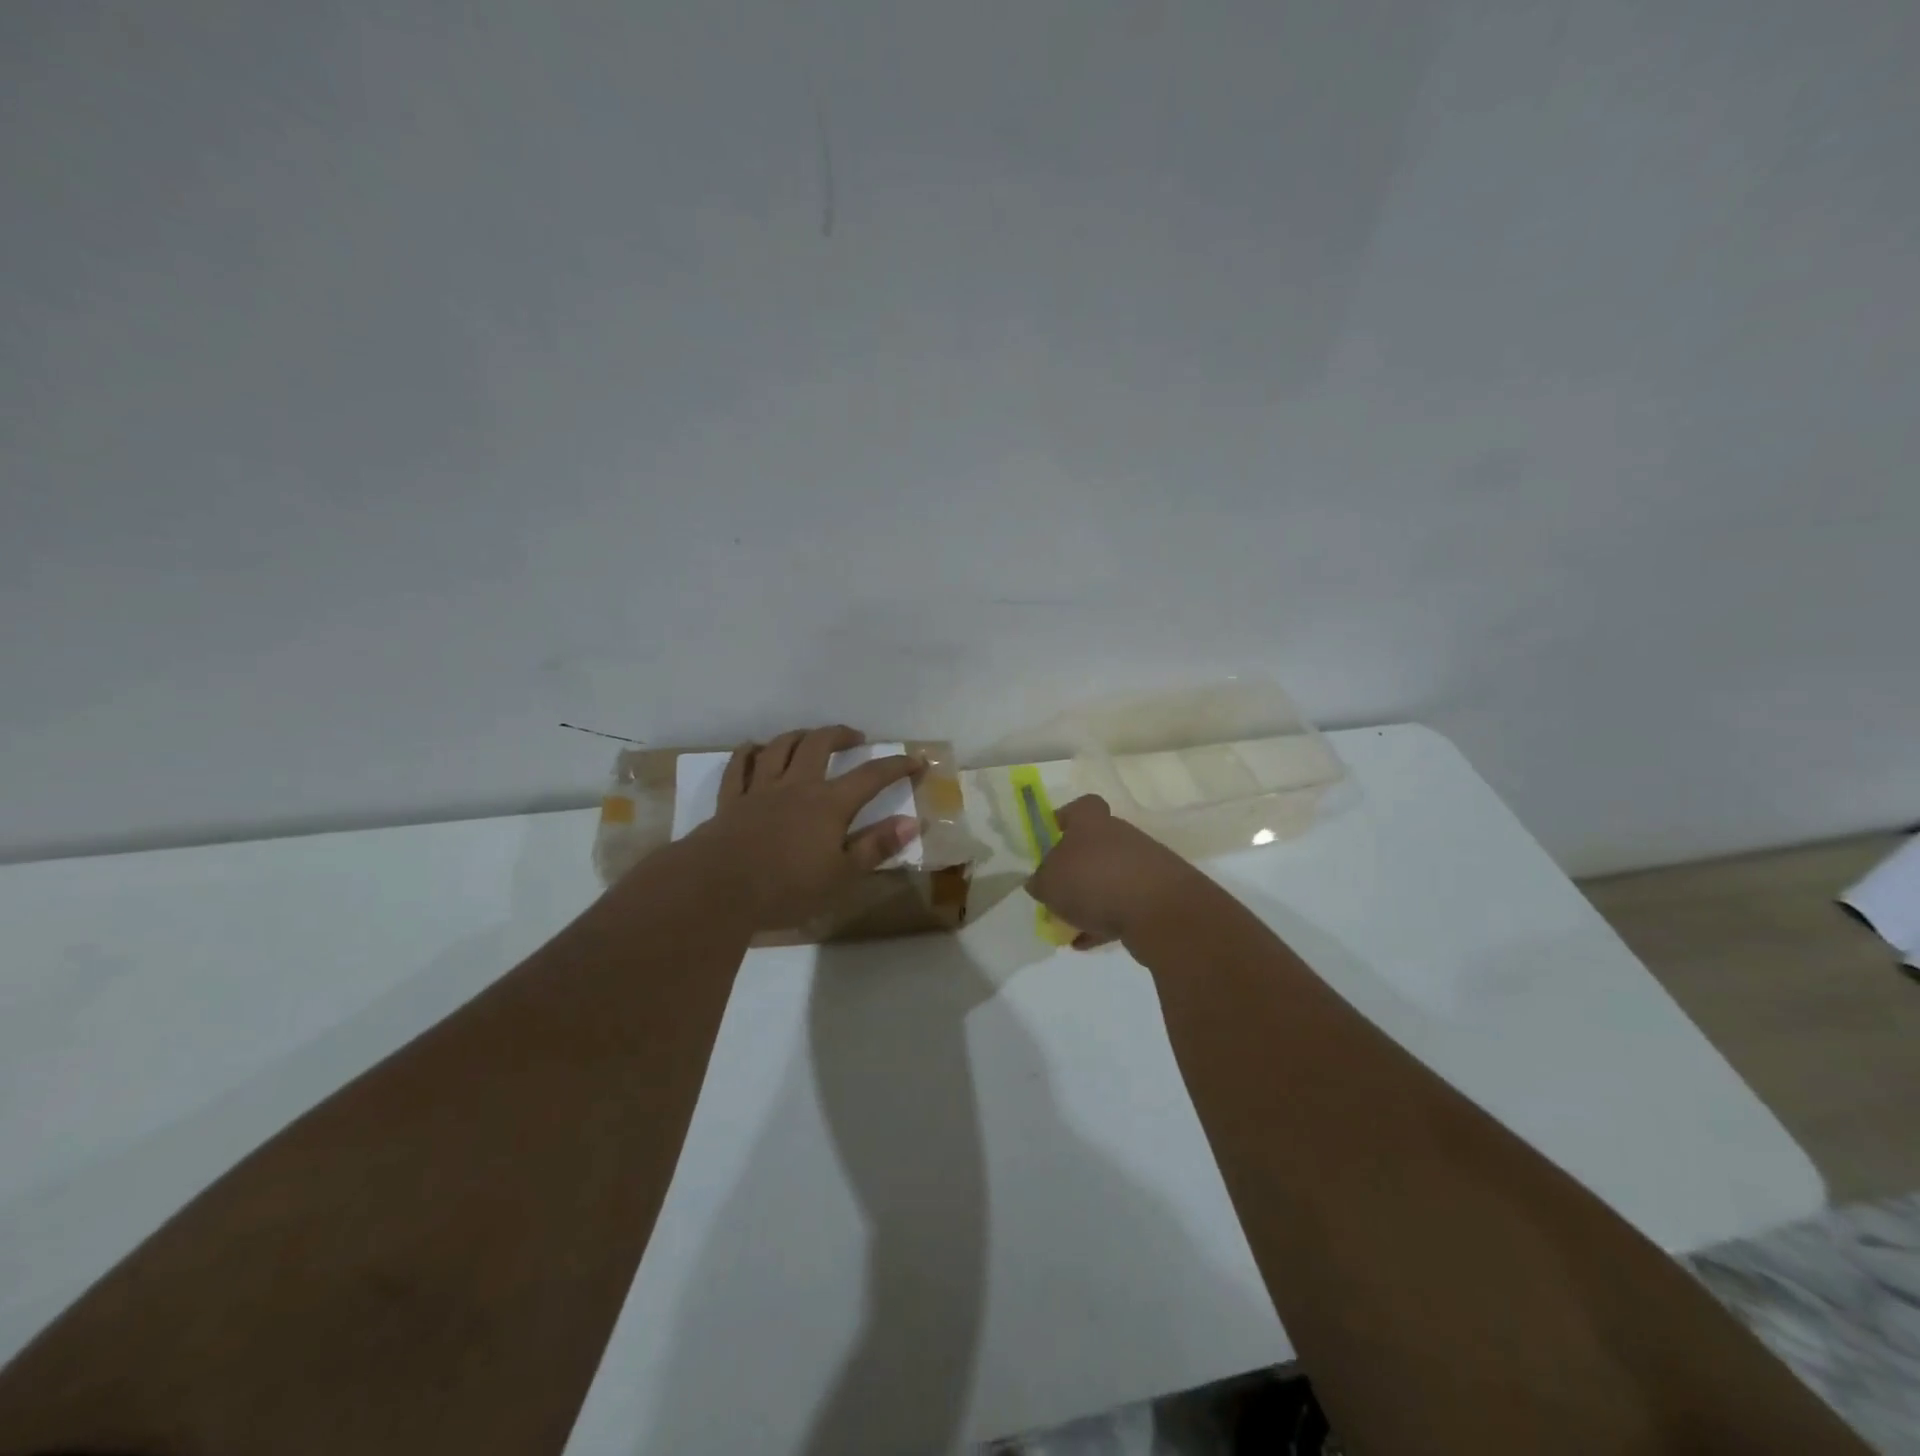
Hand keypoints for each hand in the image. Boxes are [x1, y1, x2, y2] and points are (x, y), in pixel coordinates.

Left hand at [686, 726, 923, 930]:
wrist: (718, 889)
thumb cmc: (787, 888)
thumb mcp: (842, 876)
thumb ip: (876, 846)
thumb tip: (911, 822)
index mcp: (829, 804)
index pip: (871, 776)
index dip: (896, 765)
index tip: (915, 760)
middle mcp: (797, 786)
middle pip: (819, 744)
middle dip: (840, 735)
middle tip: (855, 738)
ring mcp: (760, 789)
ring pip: (780, 747)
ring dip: (799, 735)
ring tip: (810, 737)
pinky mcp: (731, 800)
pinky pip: (740, 766)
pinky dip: (750, 752)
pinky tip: (755, 747)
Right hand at [1025, 795, 1211, 948]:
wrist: (1160, 912)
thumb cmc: (1094, 882)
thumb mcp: (1049, 883)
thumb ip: (1040, 881)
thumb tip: (1040, 882)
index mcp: (1092, 822)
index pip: (1080, 807)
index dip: (1064, 820)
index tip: (1050, 839)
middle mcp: (1120, 836)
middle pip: (1093, 846)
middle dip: (1075, 869)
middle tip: (1056, 892)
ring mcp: (1143, 865)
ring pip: (1108, 878)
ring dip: (1091, 898)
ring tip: (1070, 924)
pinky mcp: (1158, 895)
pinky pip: (1124, 905)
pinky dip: (1106, 921)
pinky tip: (1088, 942)